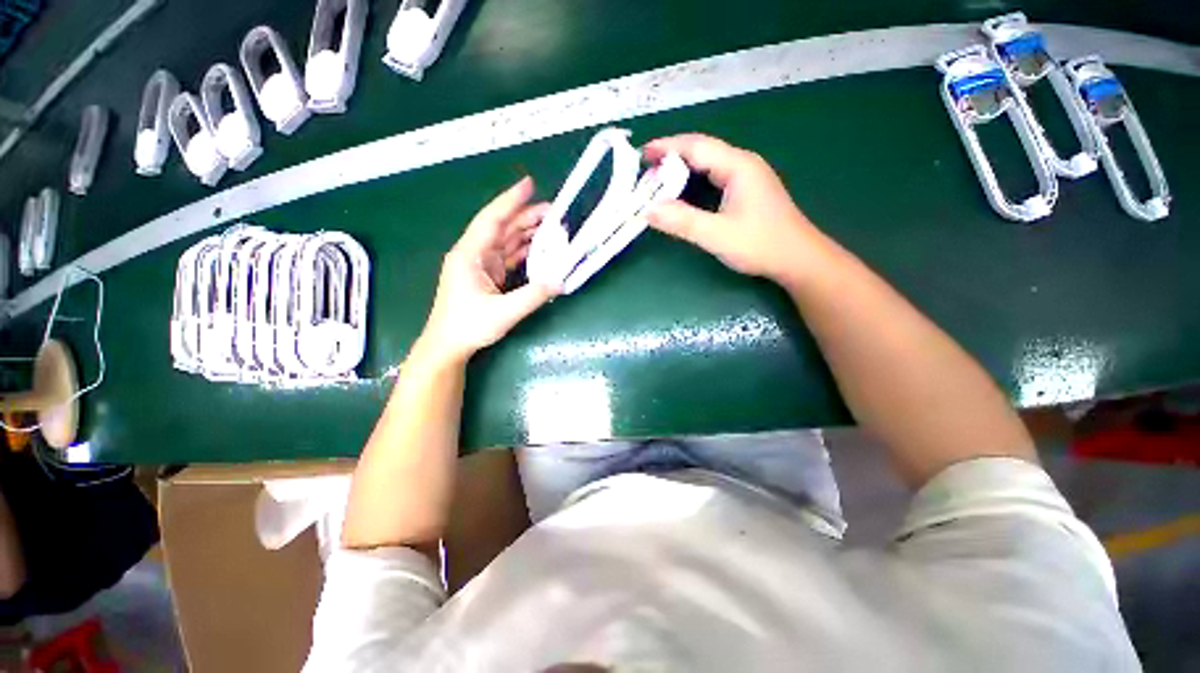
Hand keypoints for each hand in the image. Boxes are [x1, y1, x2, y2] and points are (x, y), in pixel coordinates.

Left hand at [416, 177, 557, 365]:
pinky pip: (508, 256)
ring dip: (528, 233)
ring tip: (553, 227)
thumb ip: (533, 296)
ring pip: (506, 240)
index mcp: (469, 254)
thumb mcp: (504, 313)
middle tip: (555, 212)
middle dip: (527, 216)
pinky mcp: (486, 275)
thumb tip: (560, 282)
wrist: (448, 345)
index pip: (492, 220)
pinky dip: (524, 250)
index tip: (529, 184)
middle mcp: (474, 253)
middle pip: (502, 227)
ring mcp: (480, 264)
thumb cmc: (468, 326)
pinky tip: (540, 248)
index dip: (510, 200)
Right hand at [644, 134, 822, 282]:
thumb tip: (647, 210)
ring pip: (708, 164)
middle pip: (702, 150)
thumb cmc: (761, 245)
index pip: (696, 146)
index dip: (667, 147)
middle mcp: (743, 164)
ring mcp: (747, 177)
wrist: (798, 259)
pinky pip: (714, 176)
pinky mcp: (747, 191)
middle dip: (672, 156)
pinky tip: (683, 191)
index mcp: (738, 166)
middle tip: (645, 169)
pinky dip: (693, 181)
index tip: (642, 154)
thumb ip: (682, 221)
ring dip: (682, 168)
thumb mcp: (717, 235)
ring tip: (658, 179)